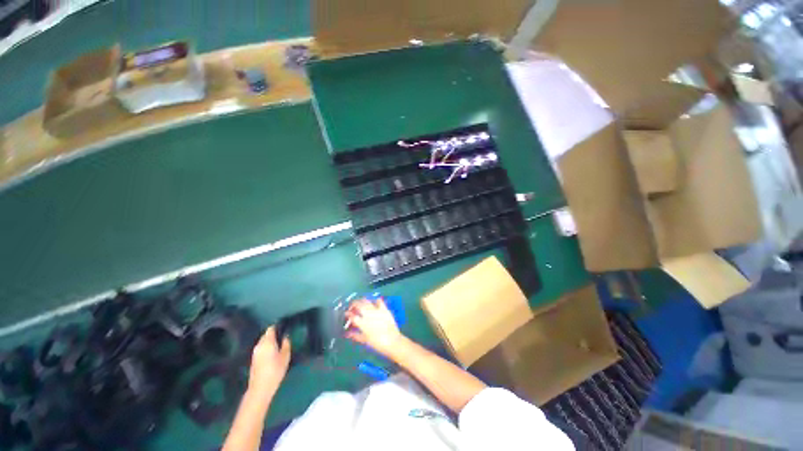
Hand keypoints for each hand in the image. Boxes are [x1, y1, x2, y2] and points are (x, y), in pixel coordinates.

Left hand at [247, 326, 290, 397]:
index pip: (270, 329)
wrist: (260, 388)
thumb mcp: (285, 356)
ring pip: (263, 342)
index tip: (284, 328)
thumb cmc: (275, 370)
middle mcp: (259, 345)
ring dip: (269, 342)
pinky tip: (272, 354)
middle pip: (266, 335)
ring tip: (278, 346)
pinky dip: (266, 349)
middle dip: (273, 335)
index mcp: (267, 342)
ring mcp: (255, 353)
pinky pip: (261, 349)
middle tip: (282, 338)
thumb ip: (286, 344)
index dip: (277, 327)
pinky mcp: (253, 360)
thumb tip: (285, 337)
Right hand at [345, 298, 405, 356]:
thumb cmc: (377, 343)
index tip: (346, 313)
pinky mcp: (384, 309)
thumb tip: (347, 334)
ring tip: (360, 302)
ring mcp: (377, 310)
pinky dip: (375, 300)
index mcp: (362, 323)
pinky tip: (373, 302)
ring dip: (362, 300)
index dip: (348, 313)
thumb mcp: (364, 340)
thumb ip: (355, 335)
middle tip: (352, 306)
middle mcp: (368, 315)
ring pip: (367, 301)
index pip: (352, 316)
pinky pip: (379, 301)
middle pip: (359, 305)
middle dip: (353, 304)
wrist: (392, 341)